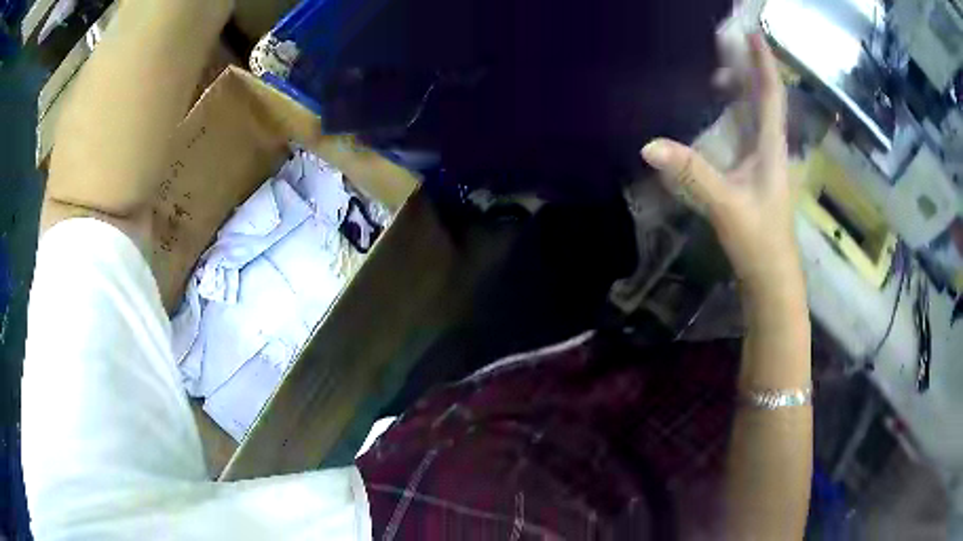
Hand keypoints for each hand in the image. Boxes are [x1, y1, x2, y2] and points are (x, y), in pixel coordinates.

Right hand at [641, 33, 798, 286]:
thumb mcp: (726, 205)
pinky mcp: (752, 173)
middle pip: (764, 97)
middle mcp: (770, 146)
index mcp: (771, 146)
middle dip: (750, 67)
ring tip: (717, 63)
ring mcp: (762, 160)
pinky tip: (715, 106)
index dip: (765, 62)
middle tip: (725, 41)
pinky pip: (744, 129)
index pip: (772, 95)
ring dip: (741, 86)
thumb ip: (692, 173)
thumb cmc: (759, 240)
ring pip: (755, 113)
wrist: (770, 277)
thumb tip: (648, 145)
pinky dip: (733, 110)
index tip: (754, 32)